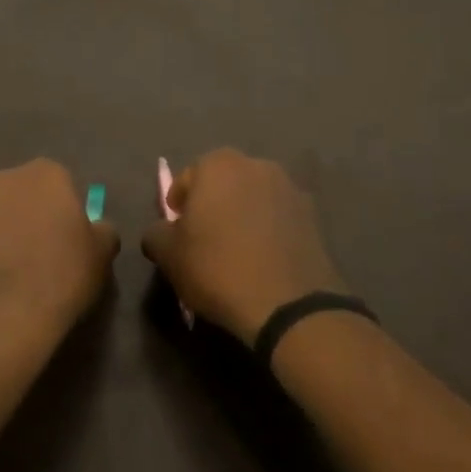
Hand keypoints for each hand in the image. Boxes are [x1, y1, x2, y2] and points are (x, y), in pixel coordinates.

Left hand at [0, 159, 118, 335]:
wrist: (5, 315)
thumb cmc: (63, 274)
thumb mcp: (102, 252)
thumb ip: (102, 229)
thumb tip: (95, 228)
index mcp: (44, 174)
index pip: (61, 181)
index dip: (68, 208)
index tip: (73, 235)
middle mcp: (4, 181)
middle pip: (24, 193)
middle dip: (34, 213)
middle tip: (48, 249)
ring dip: (7, 231)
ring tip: (20, 270)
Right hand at [141, 149, 349, 342]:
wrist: (290, 306)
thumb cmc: (218, 268)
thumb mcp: (168, 254)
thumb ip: (156, 233)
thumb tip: (161, 232)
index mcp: (218, 165)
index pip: (186, 178)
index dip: (177, 205)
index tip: (176, 231)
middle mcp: (257, 166)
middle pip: (223, 183)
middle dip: (212, 205)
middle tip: (203, 238)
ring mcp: (290, 190)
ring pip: (253, 199)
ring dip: (242, 215)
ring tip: (235, 250)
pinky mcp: (314, 218)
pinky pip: (278, 218)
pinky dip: (267, 231)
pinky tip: (261, 259)